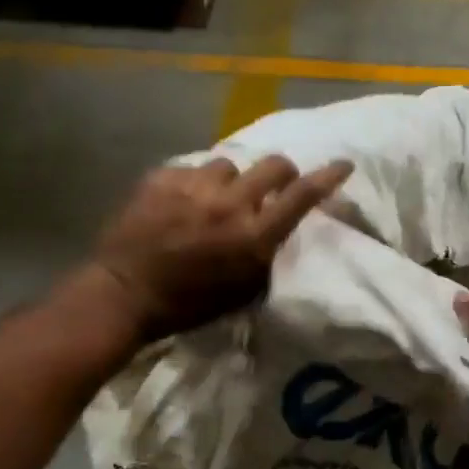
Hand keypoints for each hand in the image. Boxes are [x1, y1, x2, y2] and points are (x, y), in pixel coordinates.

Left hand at [90, 155, 353, 340]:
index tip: (343, 164)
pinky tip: (180, 202)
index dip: (327, 177)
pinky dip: (193, 183)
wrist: (125, 294)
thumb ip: (266, 255)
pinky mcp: (163, 177)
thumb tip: (278, 229)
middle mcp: (230, 204)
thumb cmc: (189, 304)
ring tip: (212, 199)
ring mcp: (194, 186)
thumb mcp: (242, 290)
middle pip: (273, 165)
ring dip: (229, 181)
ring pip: (228, 165)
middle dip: (280, 173)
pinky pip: (191, 169)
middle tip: (271, 186)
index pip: (302, 196)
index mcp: (253, 236)